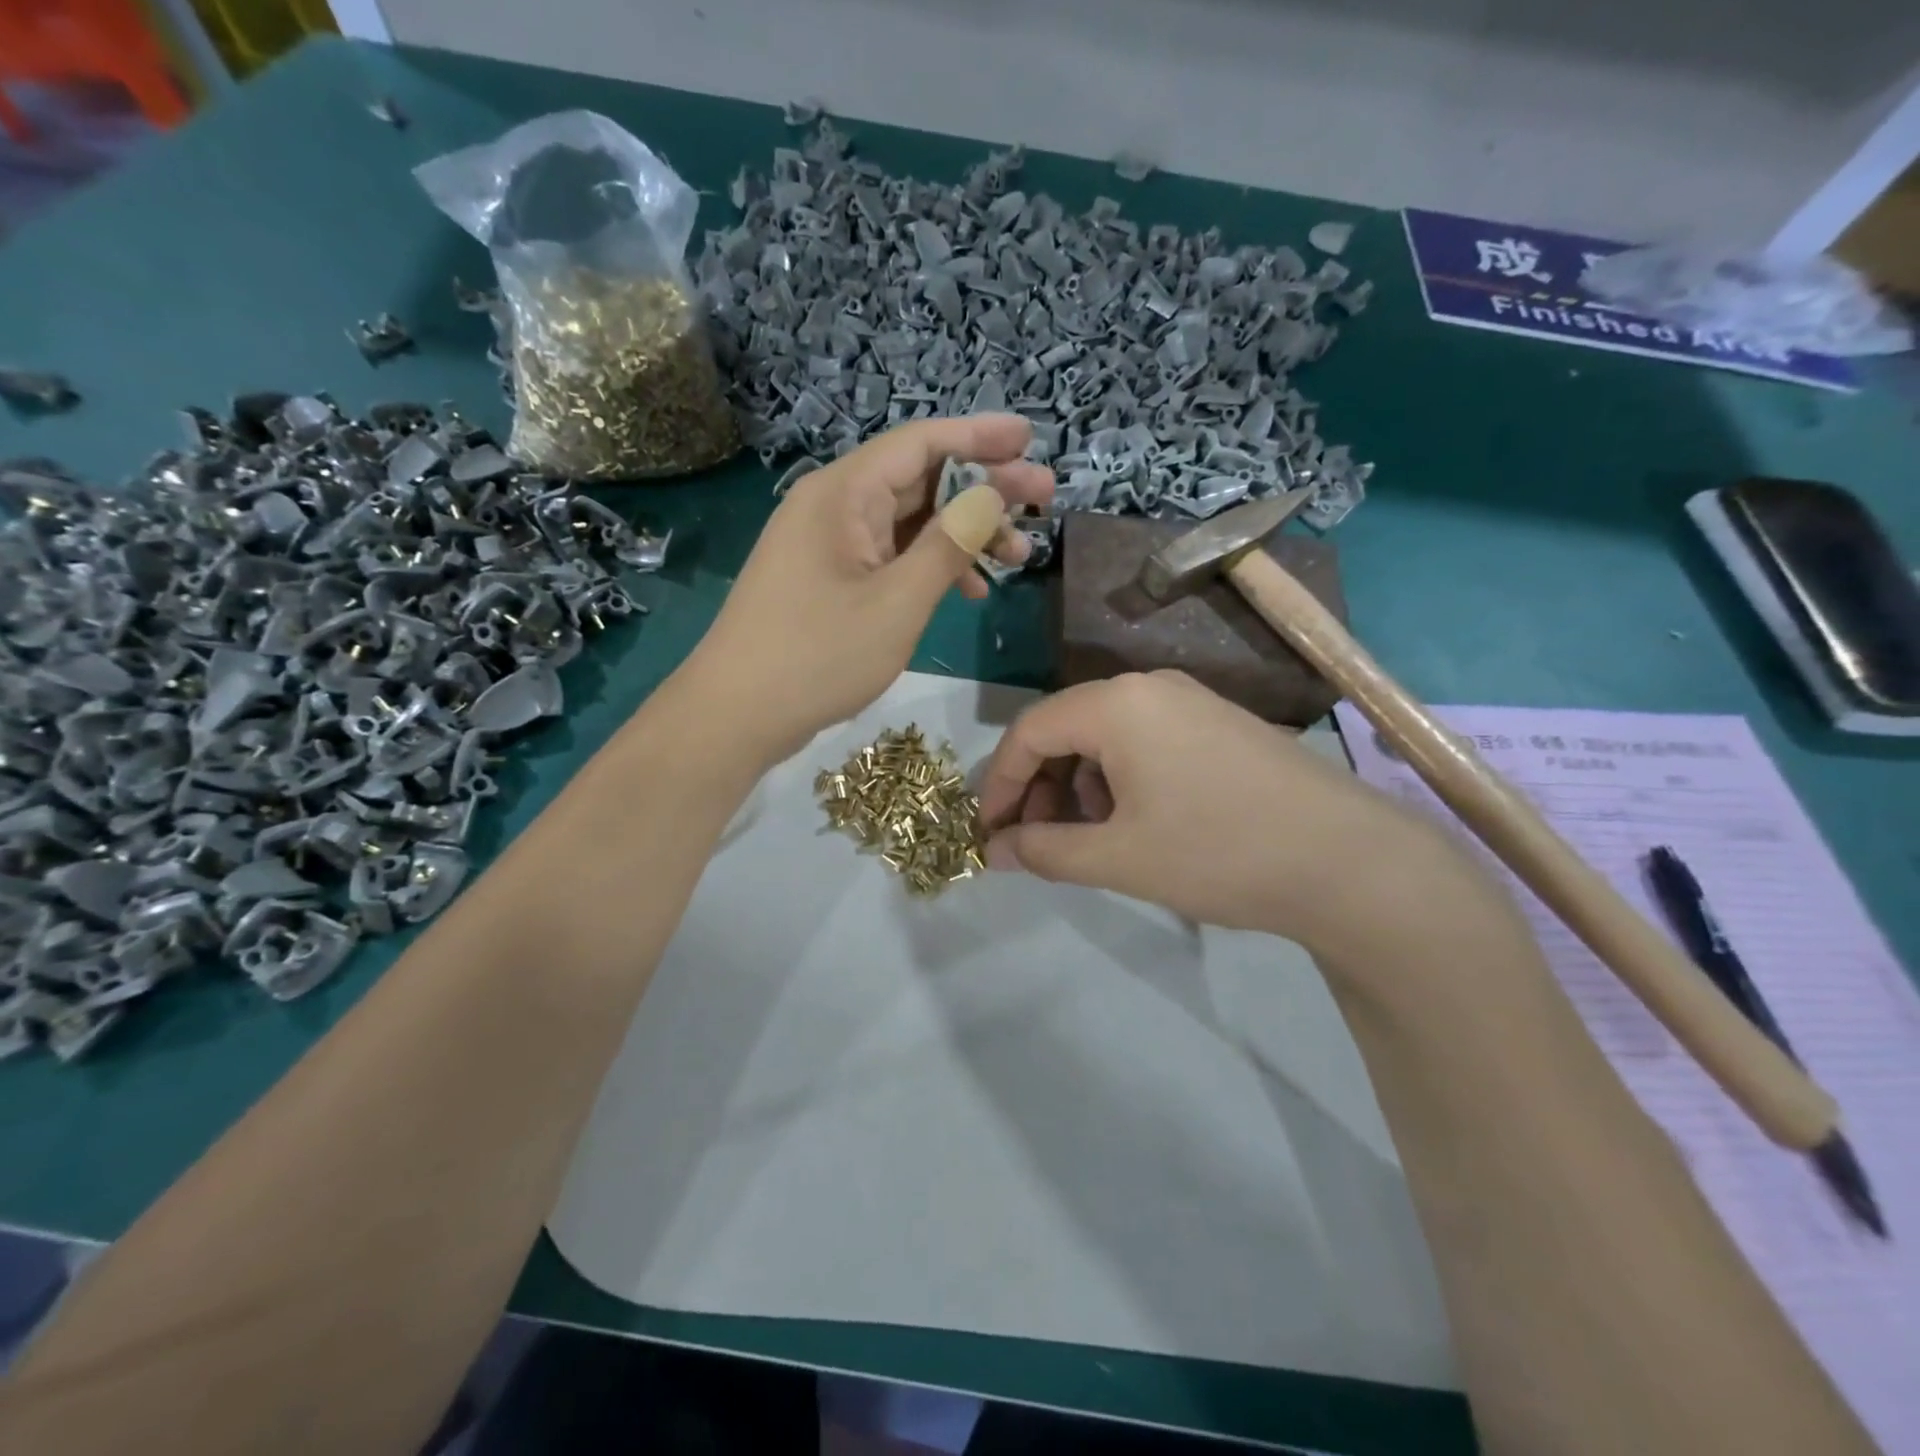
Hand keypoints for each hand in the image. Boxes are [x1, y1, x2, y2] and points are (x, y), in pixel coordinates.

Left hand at [687, 415, 1052, 764]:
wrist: (735, 715)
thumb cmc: (816, 657)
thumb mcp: (896, 603)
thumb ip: (947, 546)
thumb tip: (990, 494)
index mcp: (842, 494)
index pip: (920, 443)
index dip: (979, 436)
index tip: (1030, 439)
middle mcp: (834, 506)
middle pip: (919, 479)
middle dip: (983, 488)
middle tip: (1044, 499)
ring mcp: (829, 545)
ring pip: (909, 522)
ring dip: (964, 534)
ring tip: (1019, 555)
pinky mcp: (830, 579)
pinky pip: (890, 556)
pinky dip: (931, 566)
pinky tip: (969, 591)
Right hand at [978, 671, 1477, 954]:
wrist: (1349, 860)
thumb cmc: (1218, 853)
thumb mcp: (1118, 858)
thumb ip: (1044, 851)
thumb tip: (994, 851)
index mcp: (1117, 704)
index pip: (1029, 731)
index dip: (1001, 784)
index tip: (989, 832)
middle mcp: (1149, 686)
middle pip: (1066, 728)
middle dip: (1041, 786)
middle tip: (1037, 841)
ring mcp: (1190, 701)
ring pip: (1106, 735)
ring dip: (1080, 785)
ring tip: (1090, 837)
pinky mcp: (1219, 724)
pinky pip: (1145, 740)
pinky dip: (1120, 778)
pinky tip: (1136, 821)